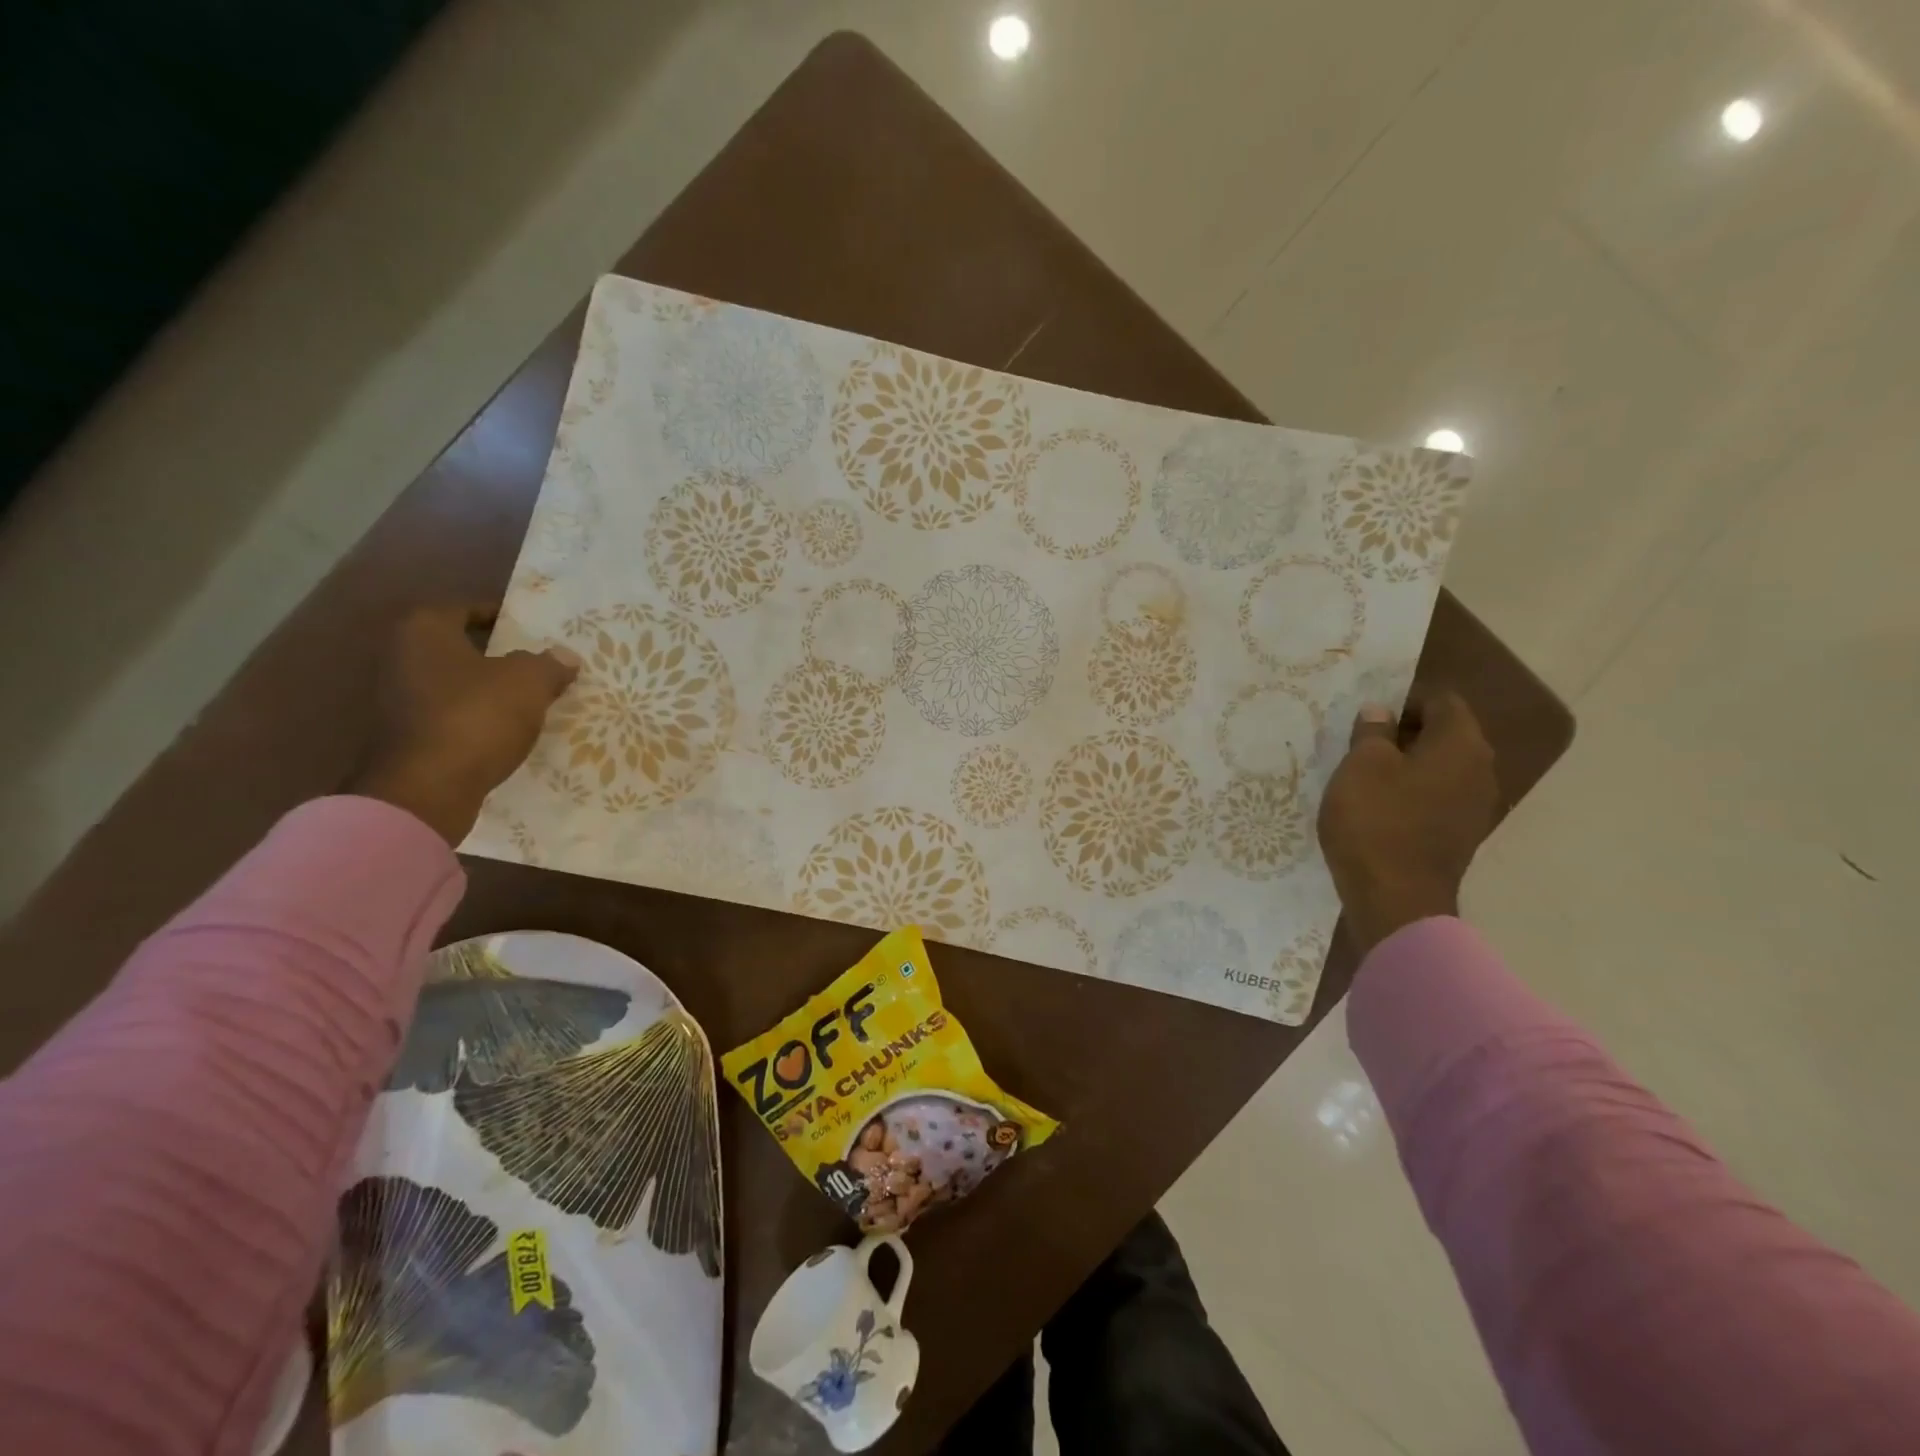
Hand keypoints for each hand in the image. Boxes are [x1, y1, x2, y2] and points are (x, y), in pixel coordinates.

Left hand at [351, 605, 578, 844]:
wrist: (428, 788)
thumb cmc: (477, 717)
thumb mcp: (529, 683)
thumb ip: (549, 664)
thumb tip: (565, 656)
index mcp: (424, 630)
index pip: (467, 609)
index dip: (504, 617)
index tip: (534, 631)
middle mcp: (402, 657)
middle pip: (460, 647)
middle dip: (498, 656)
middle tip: (538, 664)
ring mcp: (399, 699)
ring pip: (456, 684)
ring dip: (489, 690)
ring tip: (531, 699)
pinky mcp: (407, 735)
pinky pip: (452, 715)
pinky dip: (478, 718)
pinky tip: (509, 730)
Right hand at [1316, 691, 1498, 954]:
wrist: (1396, 900)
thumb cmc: (1376, 822)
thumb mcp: (1360, 766)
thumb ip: (1373, 732)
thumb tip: (1382, 711)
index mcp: (1461, 744)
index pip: (1442, 700)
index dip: (1404, 700)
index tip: (1368, 716)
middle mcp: (1480, 769)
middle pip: (1446, 734)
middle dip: (1405, 732)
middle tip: (1361, 743)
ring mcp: (1475, 806)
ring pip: (1441, 767)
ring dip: (1407, 764)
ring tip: (1365, 775)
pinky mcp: (1460, 835)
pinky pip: (1437, 797)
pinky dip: (1412, 792)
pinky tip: (1379, 806)